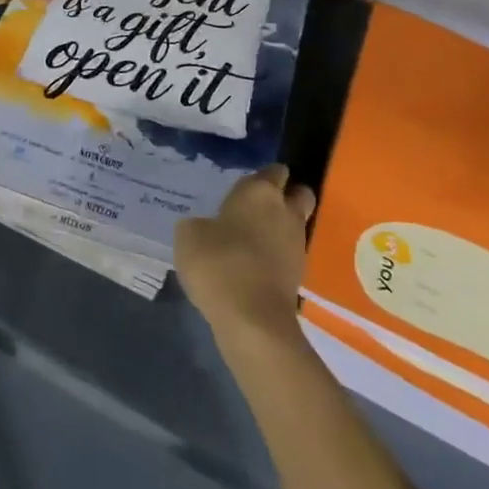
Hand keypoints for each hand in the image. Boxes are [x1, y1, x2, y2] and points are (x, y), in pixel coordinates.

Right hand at [176, 166, 315, 345]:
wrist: (251, 318)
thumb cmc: (218, 263)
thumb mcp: (188, 236)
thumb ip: (200, 224)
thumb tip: (206, 228)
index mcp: (260, 191)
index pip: (274, 170)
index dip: (263, 176)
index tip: (245, 187)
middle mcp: (285, 211)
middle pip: (298, 193)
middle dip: (284, 197)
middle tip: (257, 208)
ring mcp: (298, 243)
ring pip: (295, 225)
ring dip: (279, 229)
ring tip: (251, 241)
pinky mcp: (300, 274)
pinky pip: (288, 254)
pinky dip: (276, 256)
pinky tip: (253, 266)